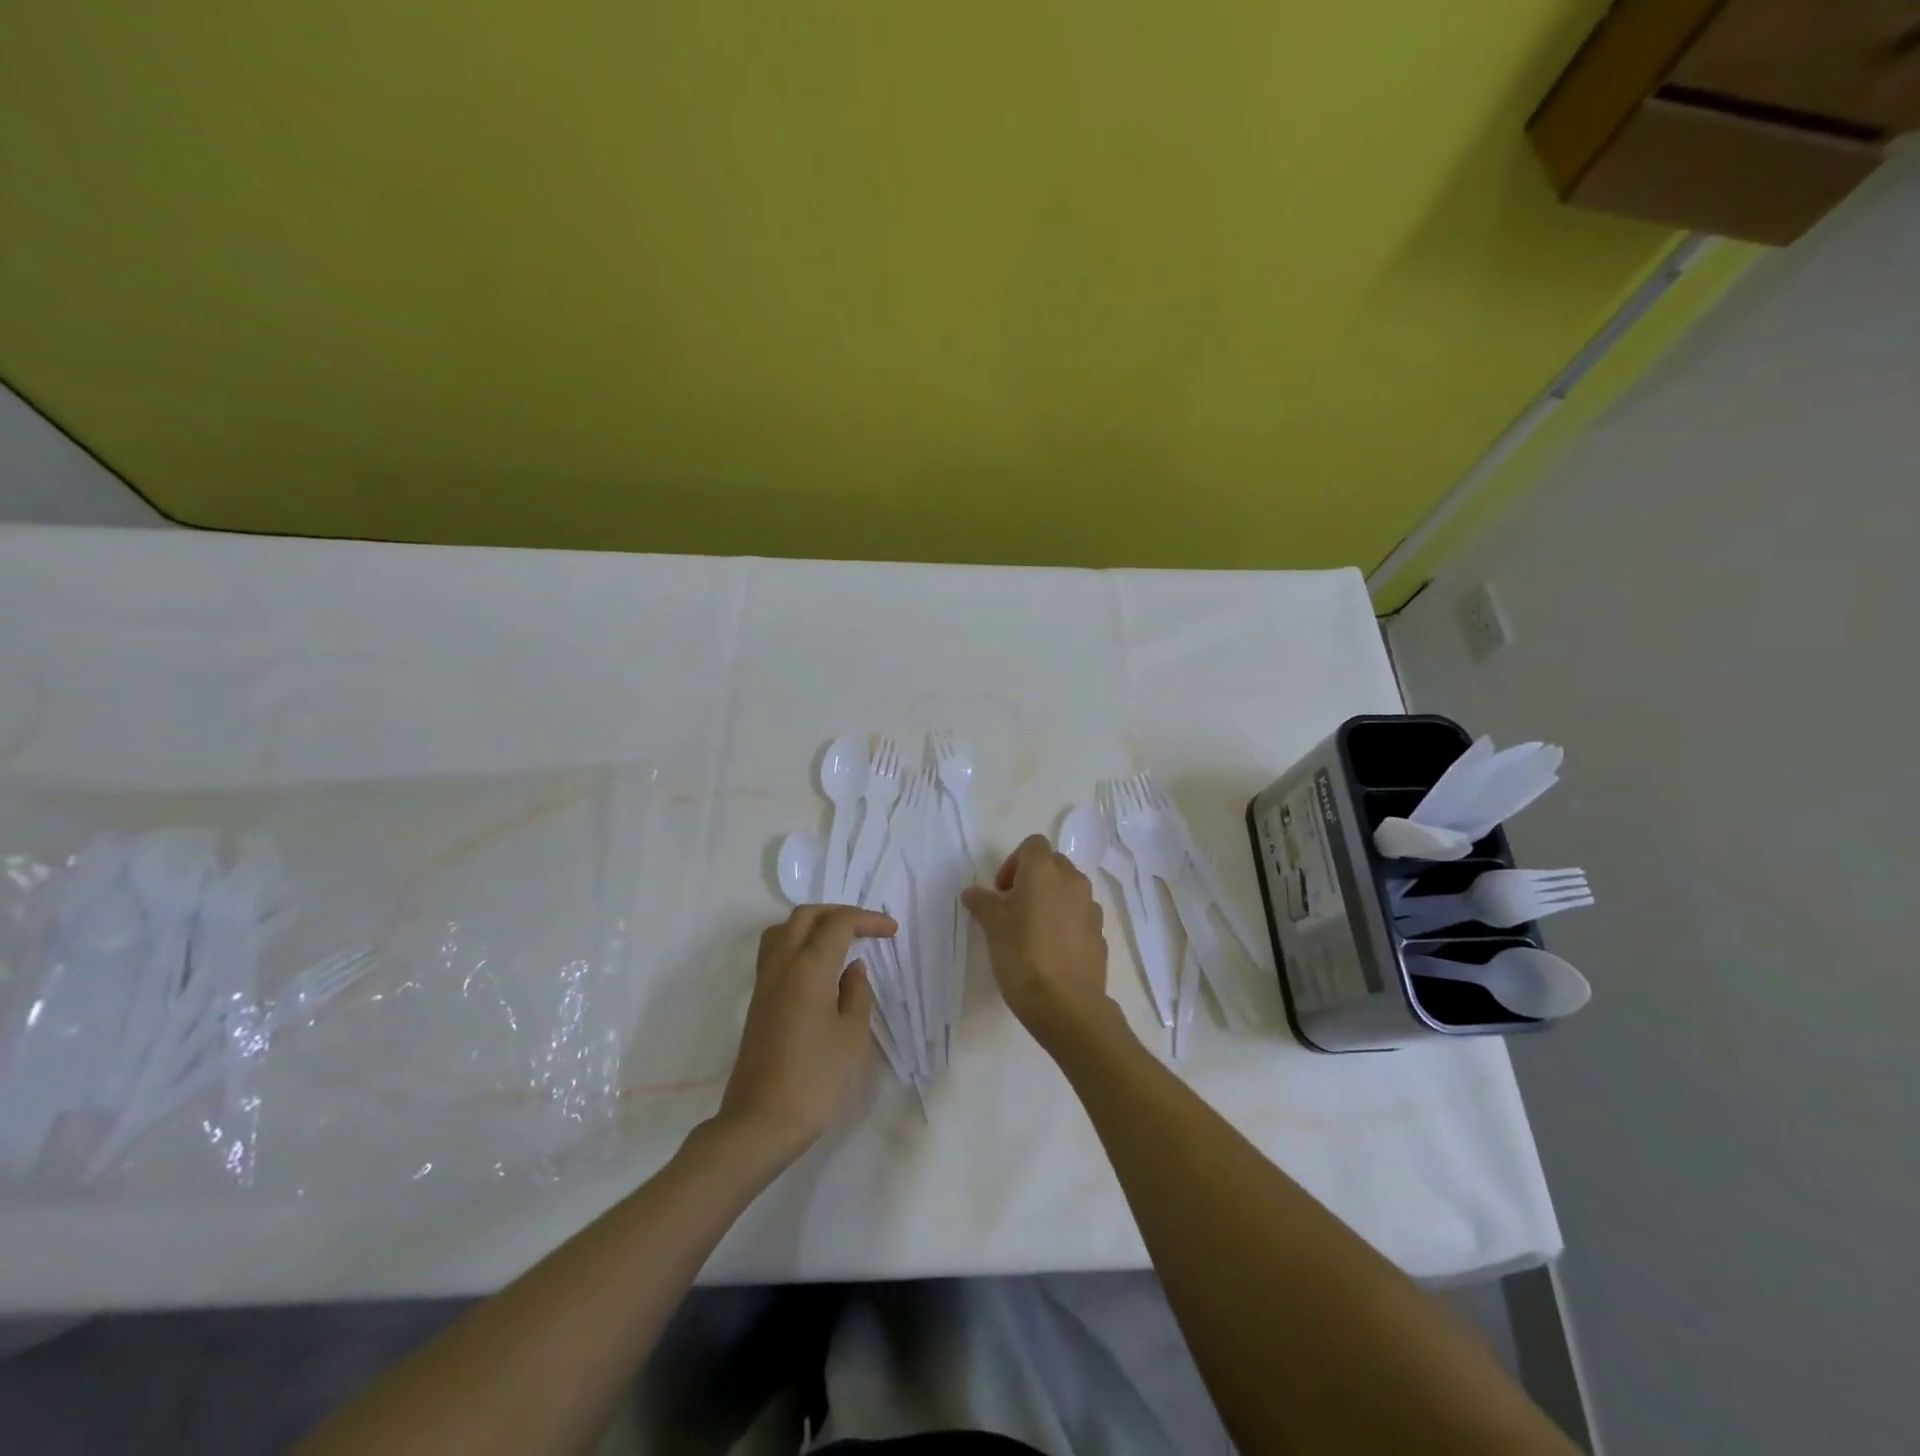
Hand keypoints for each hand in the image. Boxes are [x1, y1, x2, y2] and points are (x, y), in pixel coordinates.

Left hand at [715, 905, 894, 1164]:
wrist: (760, 1124)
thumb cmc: (816, 1082)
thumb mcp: (852, 1038)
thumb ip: (856, 994)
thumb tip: (852, 969)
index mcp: (808, 970)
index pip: (838, 924)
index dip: (867, 920)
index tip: (891, 930)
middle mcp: (781, 967)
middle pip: (805, 916)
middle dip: (838, 913)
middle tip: (866, 928)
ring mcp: (764, 984)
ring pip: (783, 931)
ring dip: (813, 925)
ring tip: (839, 941)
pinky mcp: (757, 1003)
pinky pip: (775, 953)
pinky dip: (798, 944)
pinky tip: (818, 969)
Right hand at [961, 835, 1114, 1049]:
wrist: (1066, 1004)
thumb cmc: (1022, 955)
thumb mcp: (992, 927)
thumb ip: (982, 903)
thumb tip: (972, 893)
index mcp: (1044, 871)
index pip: (1033, 845)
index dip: (1014, 862)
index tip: (1001, 891)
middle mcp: (1072, 881)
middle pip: (1053, 864)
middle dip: (1032, 879)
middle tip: (1013, 908)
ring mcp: (1091, 908)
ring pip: (1069, 890)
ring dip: (1051, 900)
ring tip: (1032, 931)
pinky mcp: (1100, 934)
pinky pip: (1080, 916)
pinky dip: (1066, 922)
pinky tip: (1051, 951)